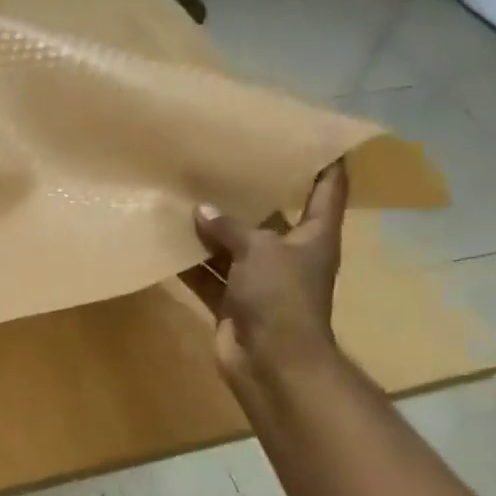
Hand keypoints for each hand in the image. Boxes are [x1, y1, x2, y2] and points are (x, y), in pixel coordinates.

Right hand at [181, 161, 348, 393]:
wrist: (271, 363)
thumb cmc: (281, 297)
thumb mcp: (260, 251)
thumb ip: (230, 228)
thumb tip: (201, 211)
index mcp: (315, 235)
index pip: (329, 188)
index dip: (325, 159)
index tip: (308, 133)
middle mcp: (289, 254)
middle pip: (271, 215)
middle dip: (249, 192)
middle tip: (222, 159)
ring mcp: (259, 280)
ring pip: (233, 245)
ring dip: (212, 229)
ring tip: (185, 194)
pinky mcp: (231, 301)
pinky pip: (209, 274)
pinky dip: (191, 262)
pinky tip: (166, 240)